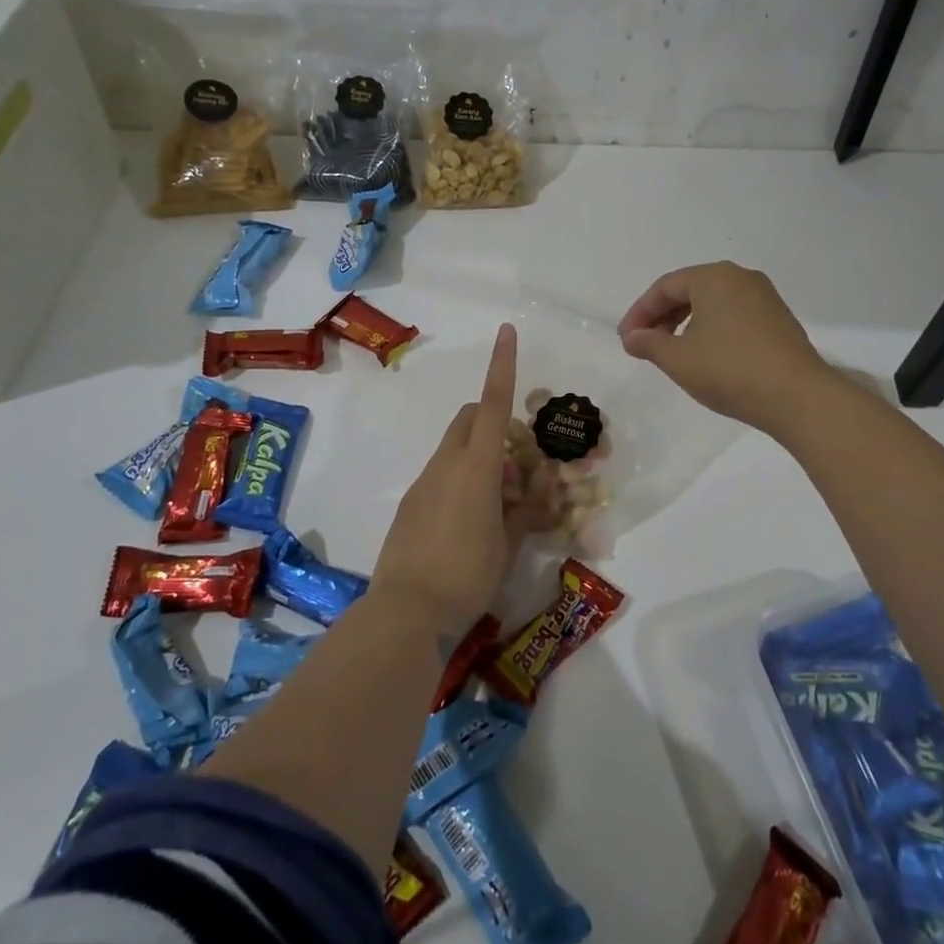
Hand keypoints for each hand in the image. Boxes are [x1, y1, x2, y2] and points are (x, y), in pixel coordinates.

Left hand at [372, 323, 520, 637]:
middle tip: (517, 465)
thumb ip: (525, 511)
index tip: (507, 331)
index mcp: (476, 467)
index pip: (492, 404)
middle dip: (494, 422)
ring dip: (481, 457)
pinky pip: (441, 474)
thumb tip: (537, 493)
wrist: (406, 612)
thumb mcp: (509, 544)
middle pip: (469, 419)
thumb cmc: (467, 575)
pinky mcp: (411, 504)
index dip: (502, 365)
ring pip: (455, 448)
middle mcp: (446, 464)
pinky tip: (472, 524)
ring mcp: (424, 483)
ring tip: (501, 505)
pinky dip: (462, 480)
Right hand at [618, 261, 832, 435]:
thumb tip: (632, 337)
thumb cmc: (730, 370)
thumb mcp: (678, 359)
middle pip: (689, 290)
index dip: (639, 313)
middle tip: (644, 345)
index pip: (664, 287)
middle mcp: (740, 277)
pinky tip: (706, 355)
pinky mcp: (779, 319)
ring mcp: (764, 297)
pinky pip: (734, 315)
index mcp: (714, 277)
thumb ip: (649, 343)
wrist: (798, 397)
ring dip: (685, 324)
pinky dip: (711, 329)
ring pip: (712, 303)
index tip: (626, 340)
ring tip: (672, 352)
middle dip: (662, 317)